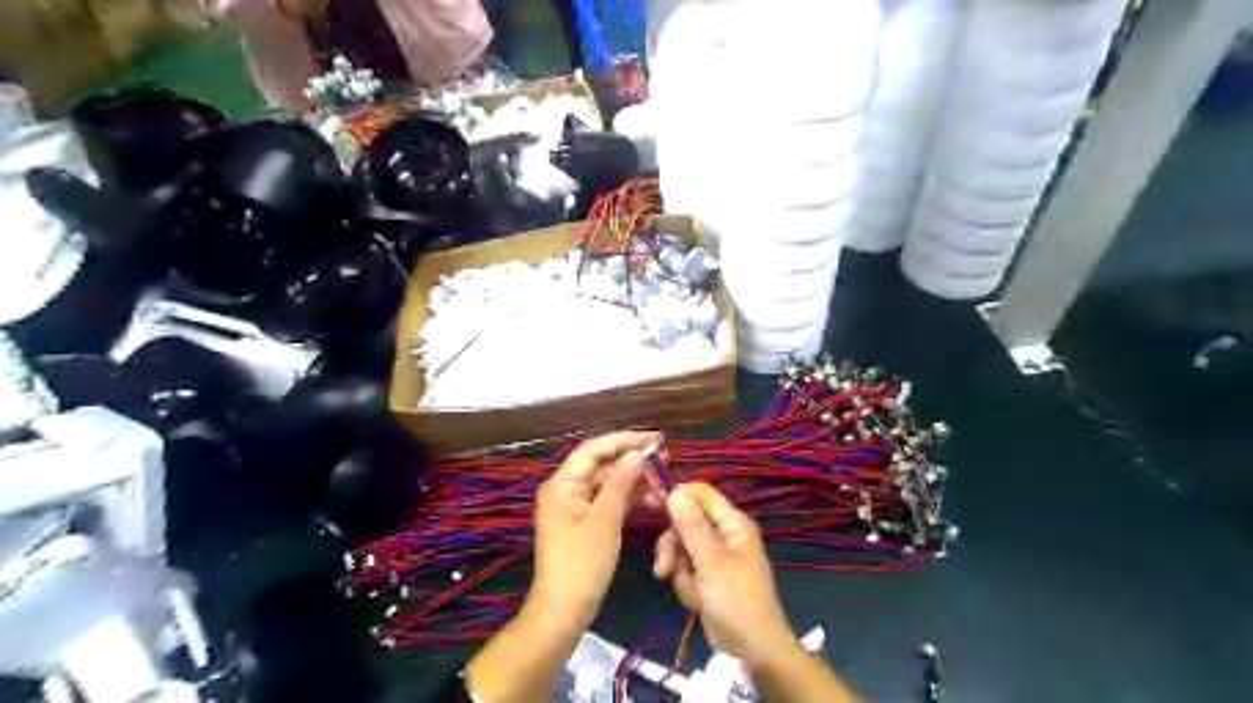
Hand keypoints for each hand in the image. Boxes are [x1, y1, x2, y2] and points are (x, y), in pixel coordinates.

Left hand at [532, 433, 659, 624]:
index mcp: (563, 484)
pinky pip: (609, 502)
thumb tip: (637, 454)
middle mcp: (566, 489)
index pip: (594, 449)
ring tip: (664, 481)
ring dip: (634, 481)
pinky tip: (653, 500)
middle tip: (665, 457)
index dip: (624, 440)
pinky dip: (629, 499)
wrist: (564, 610)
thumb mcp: (605, 520)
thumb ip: (621, 483)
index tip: (655, 439)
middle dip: (632, 460)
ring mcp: (575, 507)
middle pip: (602, 464)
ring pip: (608, 483)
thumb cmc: (582, 563)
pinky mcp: (585, 523)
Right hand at [658, 482, 789, 669]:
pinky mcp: (706, 575)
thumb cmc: (736, 599)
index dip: (678, 497)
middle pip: (685, 522)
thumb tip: (675, 491)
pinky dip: (686, 584)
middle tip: (665, 568)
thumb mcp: (710, 560)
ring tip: (691, 591)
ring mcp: (713, 556)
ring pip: (680, 547)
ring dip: (679, 570)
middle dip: (673, 546)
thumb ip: (691, 525)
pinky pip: (684, 568)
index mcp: (732, 523)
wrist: (751, 648)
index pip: (701, 494)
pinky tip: (697, 601)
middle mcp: (723, 534)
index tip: (654, 506)